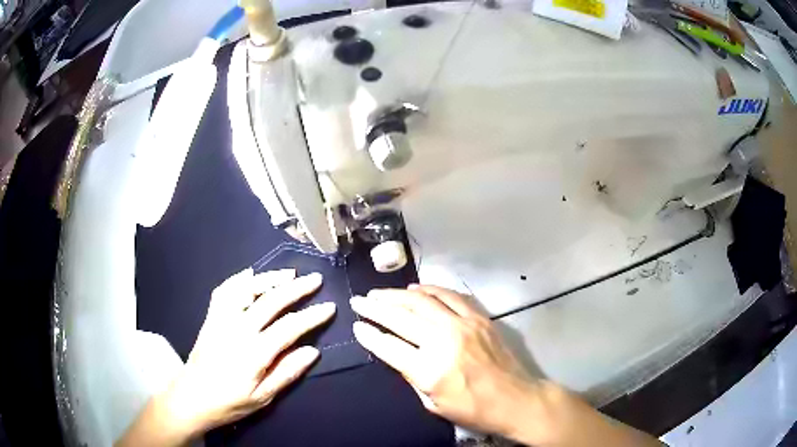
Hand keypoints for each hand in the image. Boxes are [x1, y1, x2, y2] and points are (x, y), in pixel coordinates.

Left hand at [117, 269, 334, 445]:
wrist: (192, 396)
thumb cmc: (230, 402)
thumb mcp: (262, 398)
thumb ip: (287, 373)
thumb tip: (313, 351)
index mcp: (253, 353)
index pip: (289, 328)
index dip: (311, 316)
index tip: (329, 307)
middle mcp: (237, 330)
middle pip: (270, 301)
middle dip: (296, 288)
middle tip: (315, 279)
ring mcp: (221, 320)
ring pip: (246, 289)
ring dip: (269, 278)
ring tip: (289, 274)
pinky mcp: (211, 317)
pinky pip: (224, 290)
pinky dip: (239, 279)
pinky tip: (251, 275)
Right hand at [349, 285, 538, 437]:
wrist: (516, 399)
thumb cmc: (473, 410)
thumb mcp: (433, 404)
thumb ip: (412, 376)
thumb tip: (395, 353)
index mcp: (430, 370)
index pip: (389, 346)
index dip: (369, 335)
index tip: (356, 325)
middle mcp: (444, 342)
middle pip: (401, 318)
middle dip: (375, 308)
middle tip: (358, 301)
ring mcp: (463, 326)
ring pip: (422, 302)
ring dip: (396, 295)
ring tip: (378, 293)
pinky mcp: (479, 318)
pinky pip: (450, 296)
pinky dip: (429, 289)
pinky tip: (415, 288)